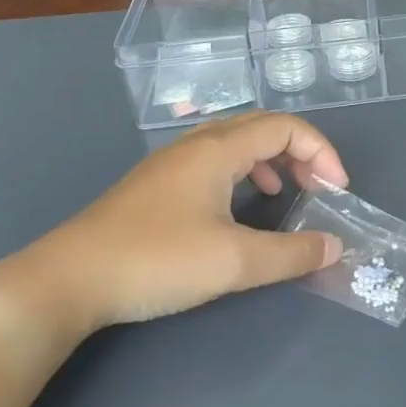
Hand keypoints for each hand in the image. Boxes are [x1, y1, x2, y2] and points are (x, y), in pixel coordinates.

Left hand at [0, 113, 346, 346]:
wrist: (68, 280)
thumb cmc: (156, 260)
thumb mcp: (234, 262)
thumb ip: (291, 254)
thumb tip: (335, 247)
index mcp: (218, 149)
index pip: (286, 126)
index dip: (321, 152)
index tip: (336, 192)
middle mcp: (196, 144)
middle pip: (262, 126)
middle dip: (300, 152)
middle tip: (318, 189)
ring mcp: (171, 163)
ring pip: (235, 143)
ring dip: (271, 161)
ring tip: (285, 194)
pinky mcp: (155, 186)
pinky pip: (214, 162)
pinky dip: (242, 174)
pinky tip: (237, 208)